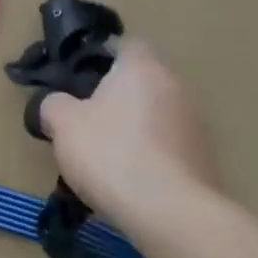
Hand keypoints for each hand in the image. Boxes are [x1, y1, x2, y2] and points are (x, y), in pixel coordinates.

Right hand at [36, 39, 220, 233]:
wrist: (170, 213)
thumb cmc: (111, 154)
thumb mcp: (63, 124)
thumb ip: (53, 104)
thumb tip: (56, 104)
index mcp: (142, 68)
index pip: (125, 44)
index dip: (100, 56)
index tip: (78, 77)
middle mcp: (175, 86)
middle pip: (141, 81)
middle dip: (115, 96)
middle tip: (85, 120)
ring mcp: (195, 123)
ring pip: (155, 114)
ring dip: (134, 127)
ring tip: (105, 156)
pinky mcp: (204, 157)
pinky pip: (168, 144)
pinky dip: (150, 154)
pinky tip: (129, 179)